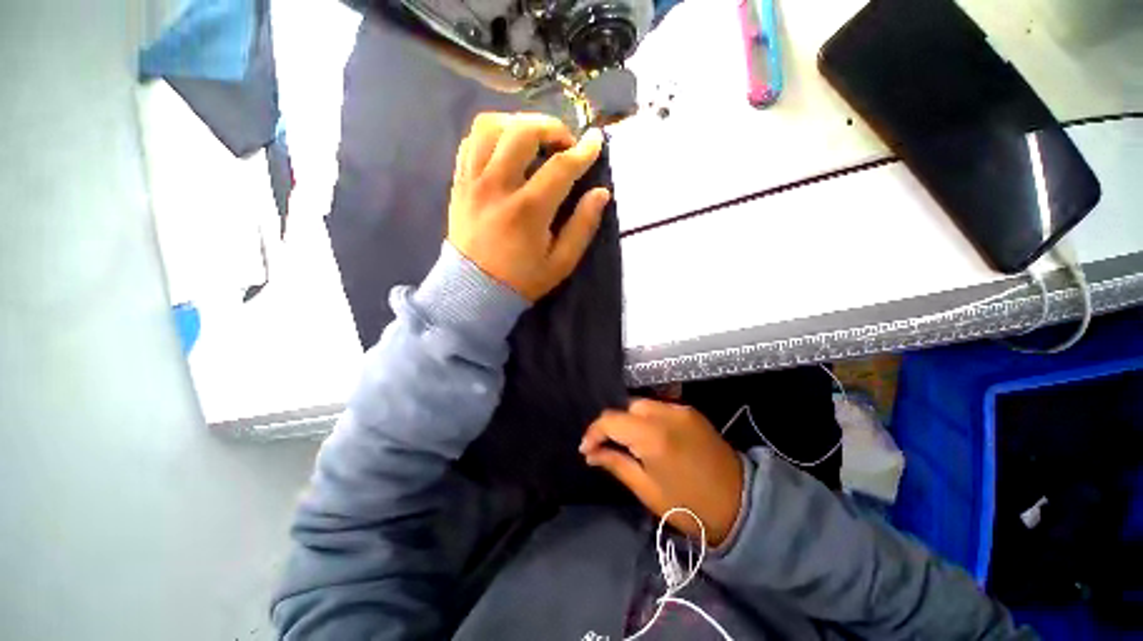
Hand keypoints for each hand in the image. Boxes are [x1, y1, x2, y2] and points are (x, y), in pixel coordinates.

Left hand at [448, 112, 610, 301]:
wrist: (474, 291)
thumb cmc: (522, 280)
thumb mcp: (561, 262)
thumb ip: (582, 226)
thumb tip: (601, 193)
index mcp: (527, 211)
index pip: (560, 167)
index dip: (583, 151)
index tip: (596, 141)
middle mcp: (497, 187)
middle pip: (522, 132)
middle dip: (551, 128)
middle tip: (565, 143)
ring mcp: (473, 182)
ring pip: (490, 127)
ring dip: (518, 123)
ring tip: (534, 139)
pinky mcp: (459, 184)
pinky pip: (470, 142)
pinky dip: (491, 135)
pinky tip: (506, 148)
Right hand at [580, 399, 744, 545]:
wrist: (741, 504)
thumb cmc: (688, 506)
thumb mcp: (646, 489)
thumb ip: (615, 463)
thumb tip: (590, 453)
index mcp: (652, 436)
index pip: (611, 419)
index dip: (594, 432)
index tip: (586, 449)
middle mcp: (666, 414)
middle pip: (627, 407)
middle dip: (614, 424)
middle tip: (608, 446)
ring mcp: (681, 409)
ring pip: (643, 404)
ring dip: (630, 419)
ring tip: (627, 441)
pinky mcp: (691, 411)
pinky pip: (660, 407)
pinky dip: (648, 417)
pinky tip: (649, 435)